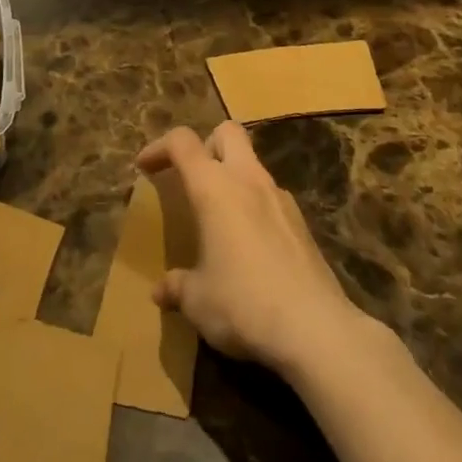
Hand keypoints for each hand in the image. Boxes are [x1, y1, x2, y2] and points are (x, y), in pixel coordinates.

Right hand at [136, 122, 371, 378]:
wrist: (316, 330)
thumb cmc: (243, 304)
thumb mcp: (198, 300)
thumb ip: (177, 287)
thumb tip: (161, 291)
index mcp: (214, 187)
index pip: (182, 142)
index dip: (159, 147)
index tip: (145, 166)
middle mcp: (248, 180)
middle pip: (227, 132)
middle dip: (206, 145)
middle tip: (192, 177)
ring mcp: (280, 198)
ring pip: (253, 164)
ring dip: (233, 177)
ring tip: (220, 216)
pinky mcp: (302, 223)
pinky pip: (271, 197)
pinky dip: (255, 205)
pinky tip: (250, 244)